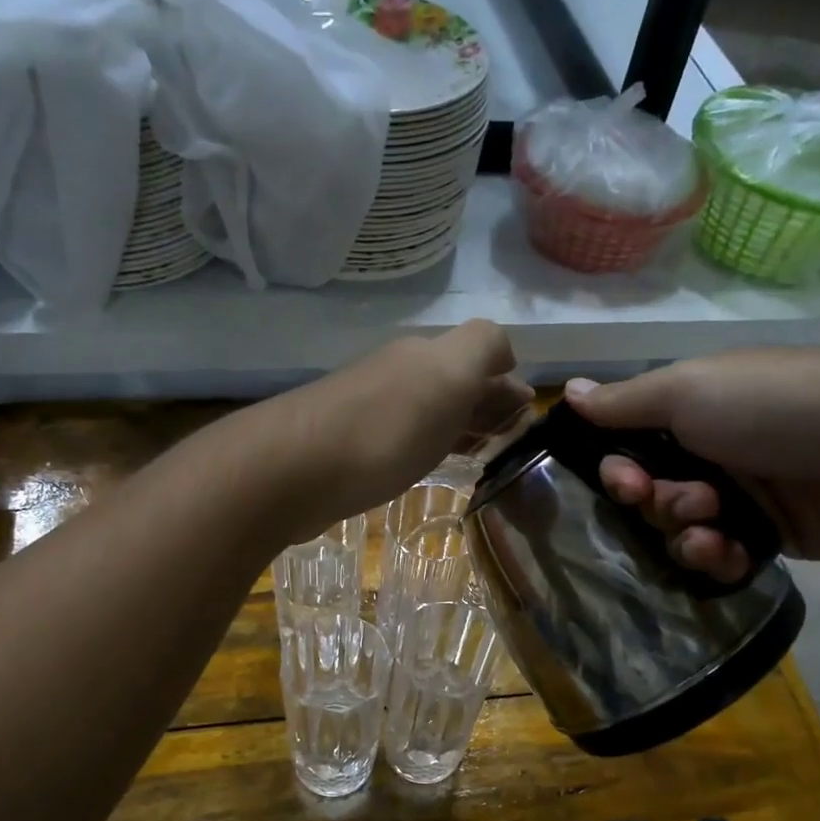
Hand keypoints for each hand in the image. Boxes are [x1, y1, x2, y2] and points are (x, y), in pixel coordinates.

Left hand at [266, 319, 530, 540]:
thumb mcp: (448, 375)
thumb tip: (506, 358)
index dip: (506, 382)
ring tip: (484, 454)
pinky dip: (428, 447)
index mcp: (426, 356)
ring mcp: (370, 411)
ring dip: (458, 426)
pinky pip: (403, 440)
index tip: (526, 419)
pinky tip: (433, 465)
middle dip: (485, 404)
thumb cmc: (383, 428)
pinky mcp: (350, 450)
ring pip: (429, 411)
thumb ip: (483, 349)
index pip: (480, 356)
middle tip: (512, 440)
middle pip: (453, 383)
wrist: (293, 470)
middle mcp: (398, 375)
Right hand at [565, 349, 819, 583]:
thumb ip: (624, 402)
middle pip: (652, 495)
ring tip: (712, 527)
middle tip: (682, 501)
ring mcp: (743, 497)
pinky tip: (728, 551)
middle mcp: (712, 453)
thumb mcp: (688, 389)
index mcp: (693, 413)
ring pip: (681, 531)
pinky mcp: (769, 537)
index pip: (631, 449)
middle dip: (656, 503)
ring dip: (685, 533)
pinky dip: (716, 557)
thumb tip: (567, 393)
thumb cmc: (774, 406)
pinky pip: (719, 557)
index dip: (618, 470)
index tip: (622, 481)